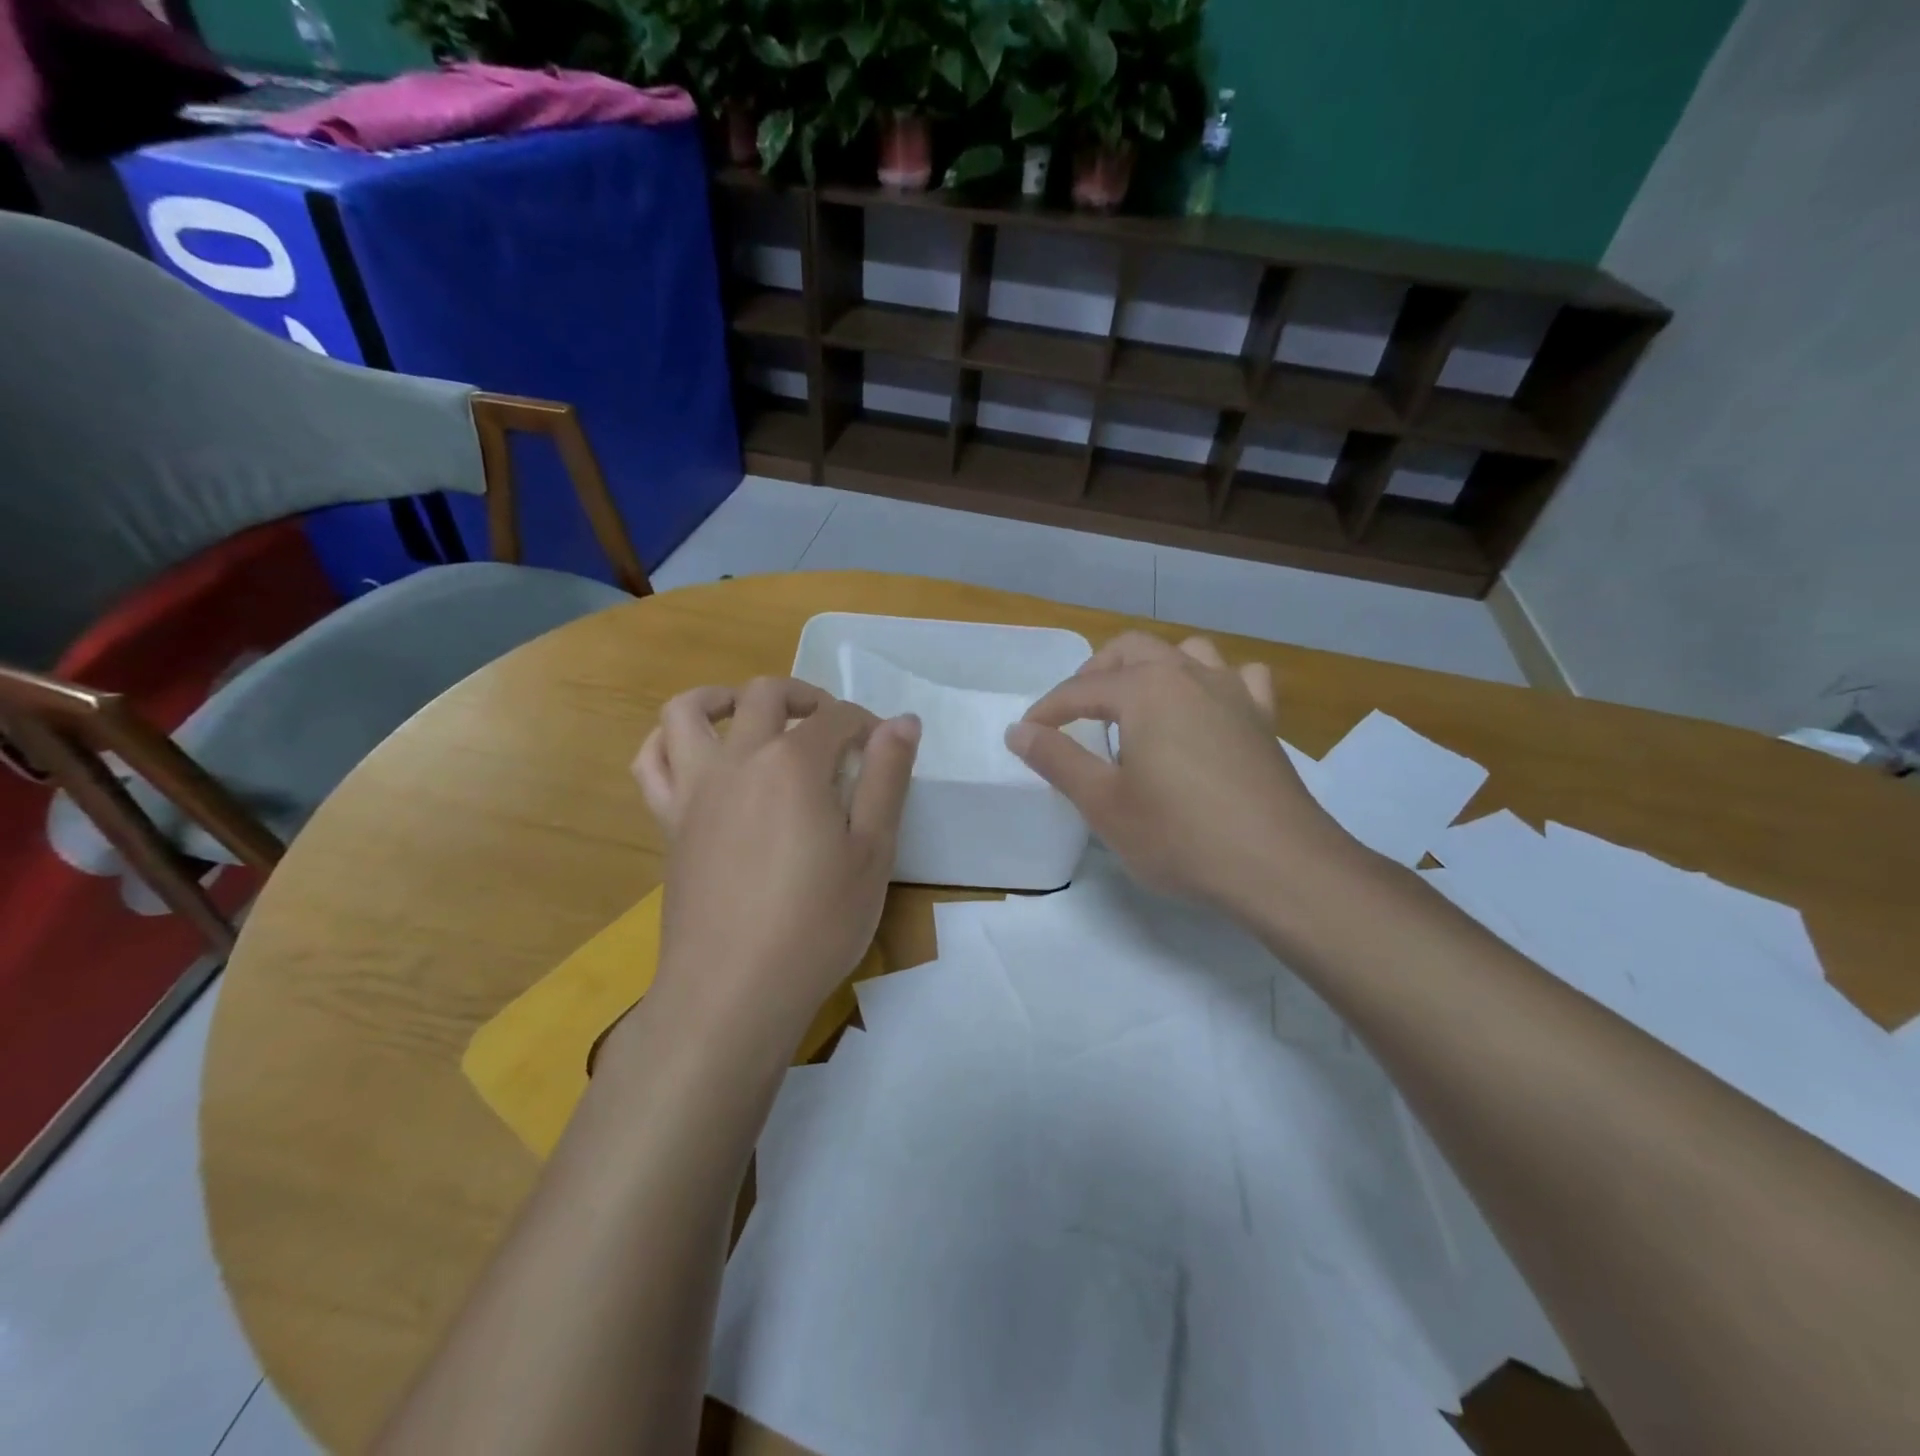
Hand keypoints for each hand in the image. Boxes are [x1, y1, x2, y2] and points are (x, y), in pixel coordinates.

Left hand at [632, 677, 919, 1052]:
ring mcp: (695, 789)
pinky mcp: (669, 822)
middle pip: (766, 695)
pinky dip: (667, 741)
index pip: (837, 718)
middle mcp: (739, 759)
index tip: (885, 750)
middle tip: (832, 727)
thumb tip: (903, 721)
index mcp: (795, 764)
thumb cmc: (817, 925)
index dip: (868, 725)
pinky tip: (694, 752)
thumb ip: (887, 778)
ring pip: (688, 711)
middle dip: (806, 697)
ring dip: (722, 697)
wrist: (734, 991)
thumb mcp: (873, 852)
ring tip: (751, 714)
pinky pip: (651, 763)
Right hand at [1006, 633, 1364, 920]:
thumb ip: (1057, 759)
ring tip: (1136, 702)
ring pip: (1187, 653)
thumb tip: (1019, 731)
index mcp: (1145, 690)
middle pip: (1132, 651)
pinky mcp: (1264, 719)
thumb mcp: (1103, 804)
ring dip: (1153, 667)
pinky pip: (1239, 678)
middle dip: (1095, 674)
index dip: (1047, 711)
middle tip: (1074, 712)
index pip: (1080, 689)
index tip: (1026, 736)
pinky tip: (1207, 709)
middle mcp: (1189, 675)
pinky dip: (1215, 683)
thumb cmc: (1179, 836)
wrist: (1278, 866)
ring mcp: (1234, 693)